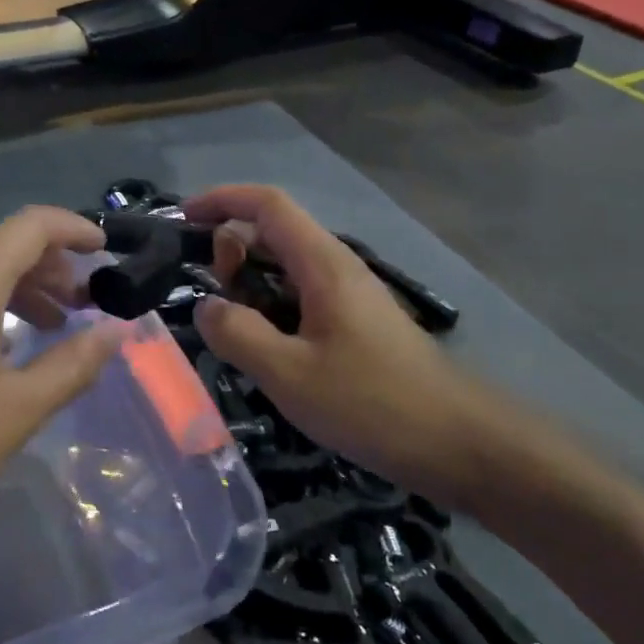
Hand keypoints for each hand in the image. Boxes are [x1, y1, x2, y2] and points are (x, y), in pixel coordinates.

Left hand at [0, 206, 127, 565]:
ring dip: (21, 288)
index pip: (33, 225)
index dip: (75, 229)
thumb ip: (74, 363)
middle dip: (52, 267)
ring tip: (55, 325)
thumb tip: (118, 330)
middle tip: (87, 304)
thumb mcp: (16, 410)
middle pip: (5, 246)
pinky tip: (4, 346)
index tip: (106, 251)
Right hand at [186, 185, 522, 507]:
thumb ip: (237, 334)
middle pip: (272, 233)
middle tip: (212, 299)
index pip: (267, 204)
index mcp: (322, 263)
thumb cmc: (373, 403)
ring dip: (249, 286)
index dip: (221, 200)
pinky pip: (299, 298)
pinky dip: (269, 309)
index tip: (182, 220)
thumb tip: (206, 306)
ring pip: (285, 269)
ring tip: (232, 331)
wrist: (461, 443)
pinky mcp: (355, 325)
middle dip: (230, 251)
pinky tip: (265, 353)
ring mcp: (348, 296)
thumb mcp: (289, 373)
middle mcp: (336, 267)